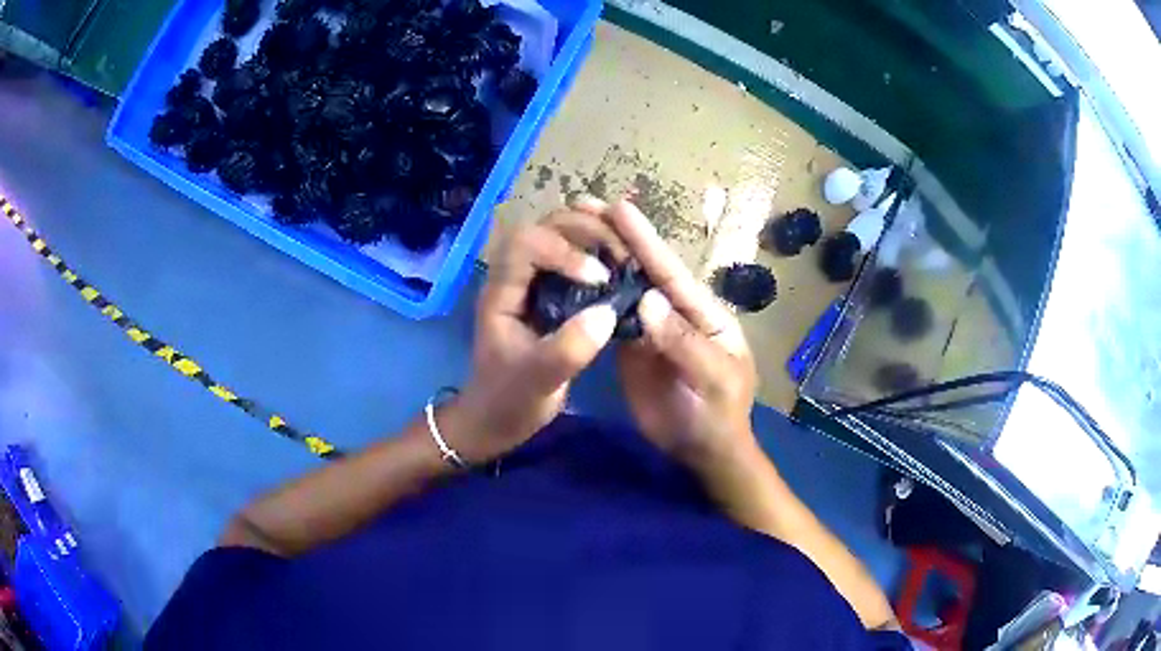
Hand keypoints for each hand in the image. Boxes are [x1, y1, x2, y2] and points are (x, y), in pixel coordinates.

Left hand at [444, 211, 628, 462]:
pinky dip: (600, 253)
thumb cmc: (509, 400)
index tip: (598, 278)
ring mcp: (534, 283)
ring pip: (561, 236)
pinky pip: (574, 257)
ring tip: (627, 251)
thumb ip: (568, 350)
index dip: (565, 251)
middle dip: (586, 230)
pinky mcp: (552, 294)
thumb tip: (608, 312)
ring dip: (595, 235)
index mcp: (502, 291)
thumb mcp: (537, 381)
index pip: (528, 243)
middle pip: (546, 226)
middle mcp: (516, 277)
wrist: (496, 419)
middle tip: (622, 253)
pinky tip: (623, 268)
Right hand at [576, 198, 760, 475]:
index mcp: (703, 313)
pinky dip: (595, 296)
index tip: (620, 209)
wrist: (702, 451)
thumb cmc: (719, 415)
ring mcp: (652, 329)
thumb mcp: (713, 380)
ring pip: (626, 289)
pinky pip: (614, 317)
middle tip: (586, 205)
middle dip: (619, 237)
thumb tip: (649, 299)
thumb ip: (684, 341)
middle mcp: (676, 312)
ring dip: (603, 260)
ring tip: (573, 231)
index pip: (672, 272)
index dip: (646, 241)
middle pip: (646, 270)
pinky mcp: (633, 347)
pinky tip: (572, 278)